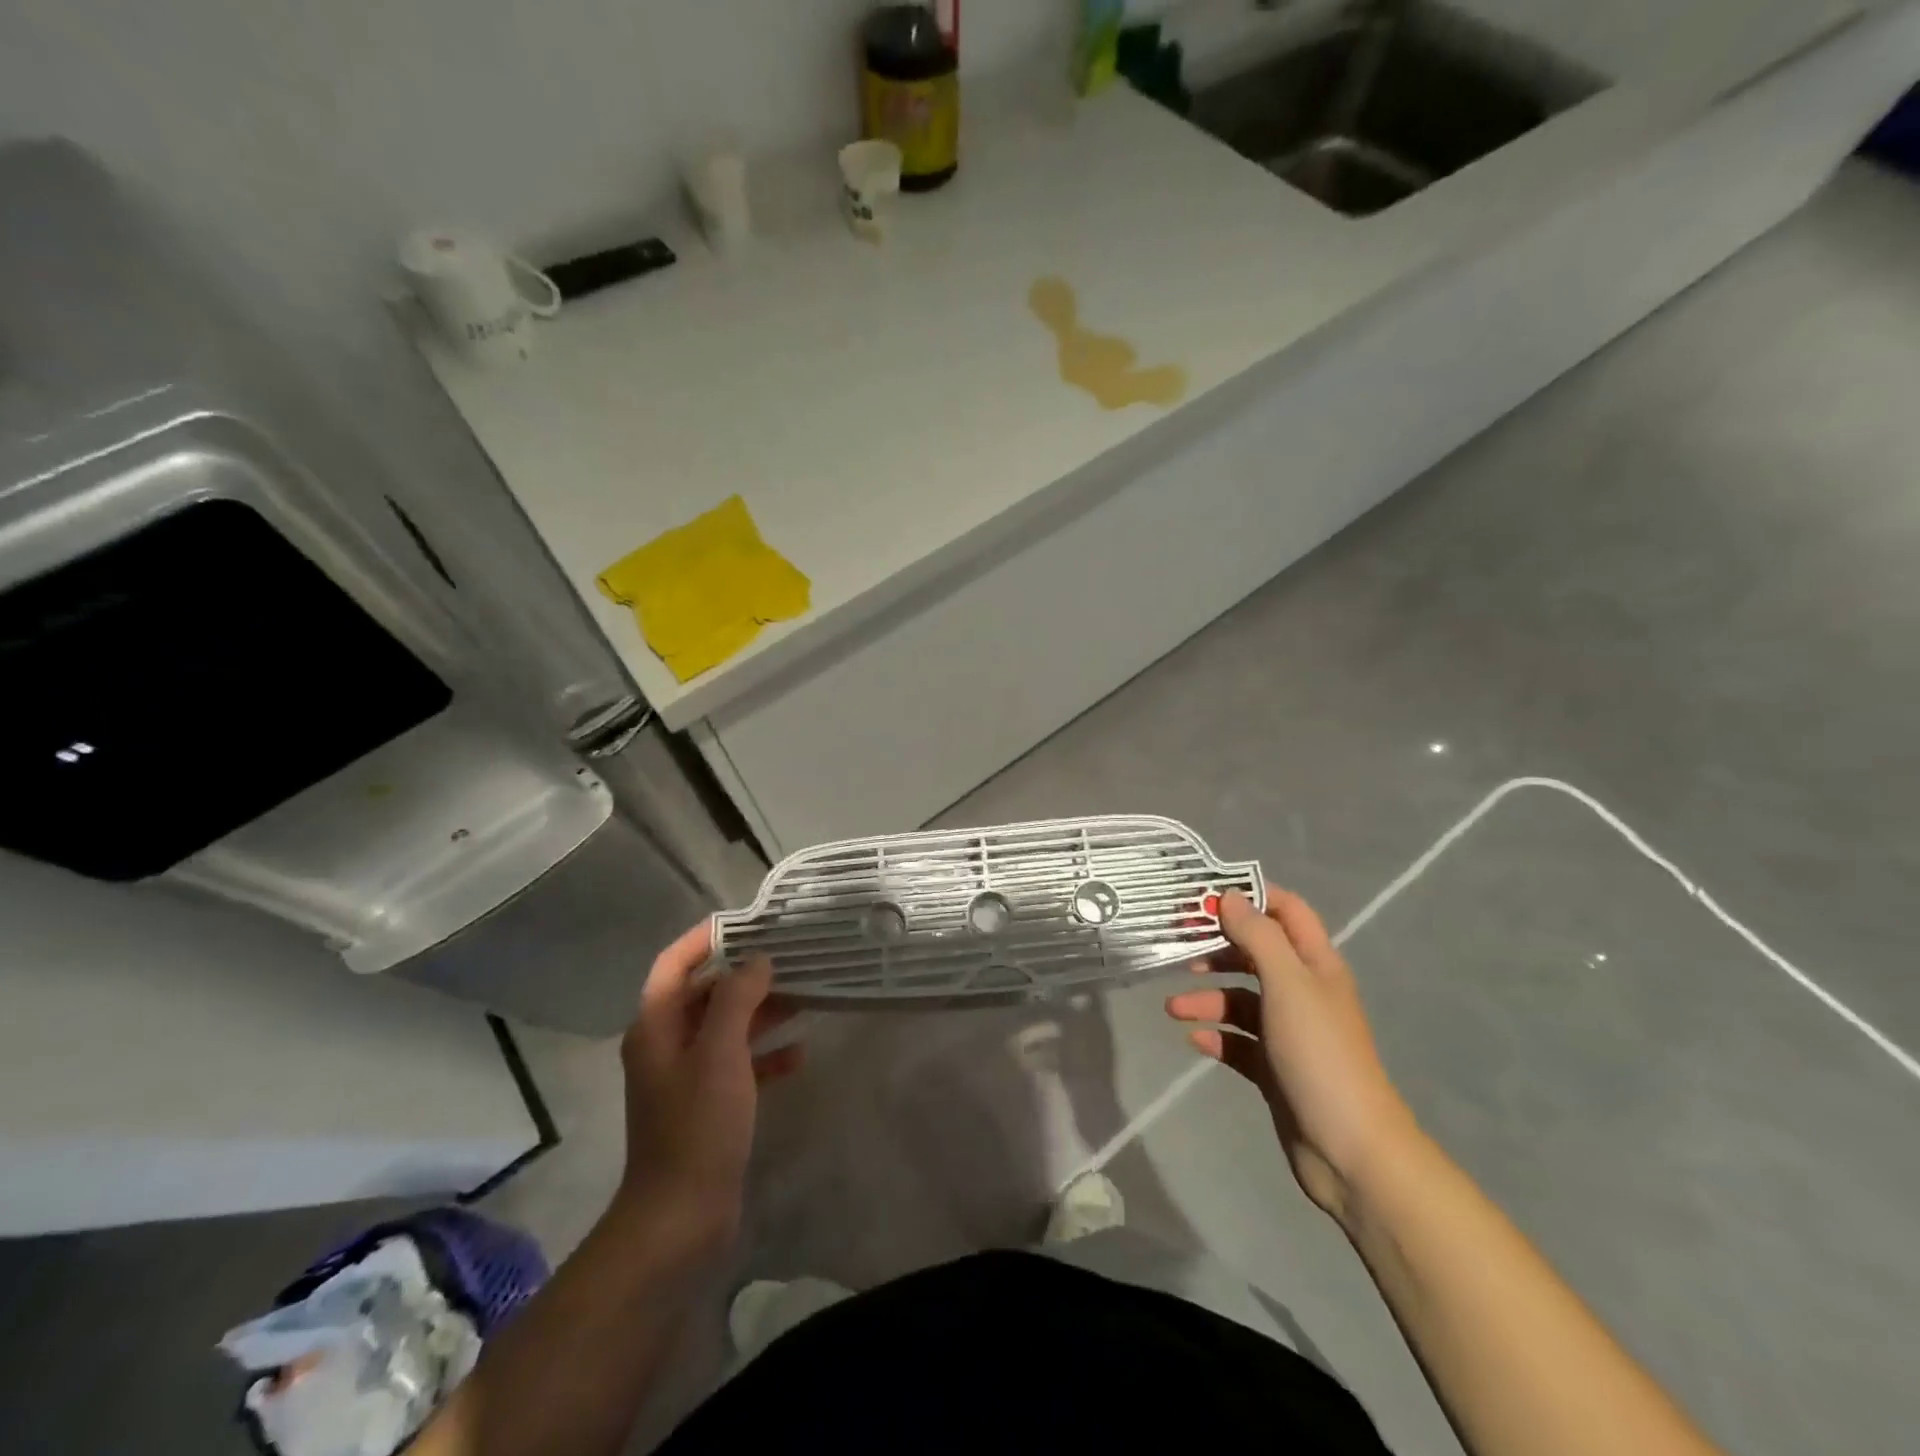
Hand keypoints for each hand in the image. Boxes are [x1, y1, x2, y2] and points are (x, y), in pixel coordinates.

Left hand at [615, 920, 801, 1254]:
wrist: (681, 1217)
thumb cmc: (697, 1125)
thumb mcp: (719, 1053)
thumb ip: (737, 998)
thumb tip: (757, 959)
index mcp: (657, 1026)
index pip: (675, 962)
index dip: (707, 937)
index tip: (750, 920)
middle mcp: (667, 1044)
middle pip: (706, 991)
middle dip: (746, 973)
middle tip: (791, 955)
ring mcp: (688, 1075)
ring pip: (728, 1026)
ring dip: (762, 1010)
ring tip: (806, 996)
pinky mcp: (710, 1104)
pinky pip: (740, 1064)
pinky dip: (767, 1054)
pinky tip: (800, 1054)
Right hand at [1167, 887, 1417, 1223]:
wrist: (1350, 1151)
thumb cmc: (1320, 1054)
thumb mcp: (1288, 984)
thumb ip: (1257, 936)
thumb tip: (1228, 897)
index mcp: (1315, 965)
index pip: (1286, 911)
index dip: (1250, 896)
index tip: (1205, 897)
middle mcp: (1303, 992)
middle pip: (1255, 953)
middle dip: (1217, 948)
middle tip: (1177, 948)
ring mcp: (1289, 1032)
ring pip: (1241, 1000)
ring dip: (1207, 998)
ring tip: (1175, 1010)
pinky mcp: (1275, 1068)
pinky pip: (1238, 1041)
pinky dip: (1216, 1036)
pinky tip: (1195, 1041)